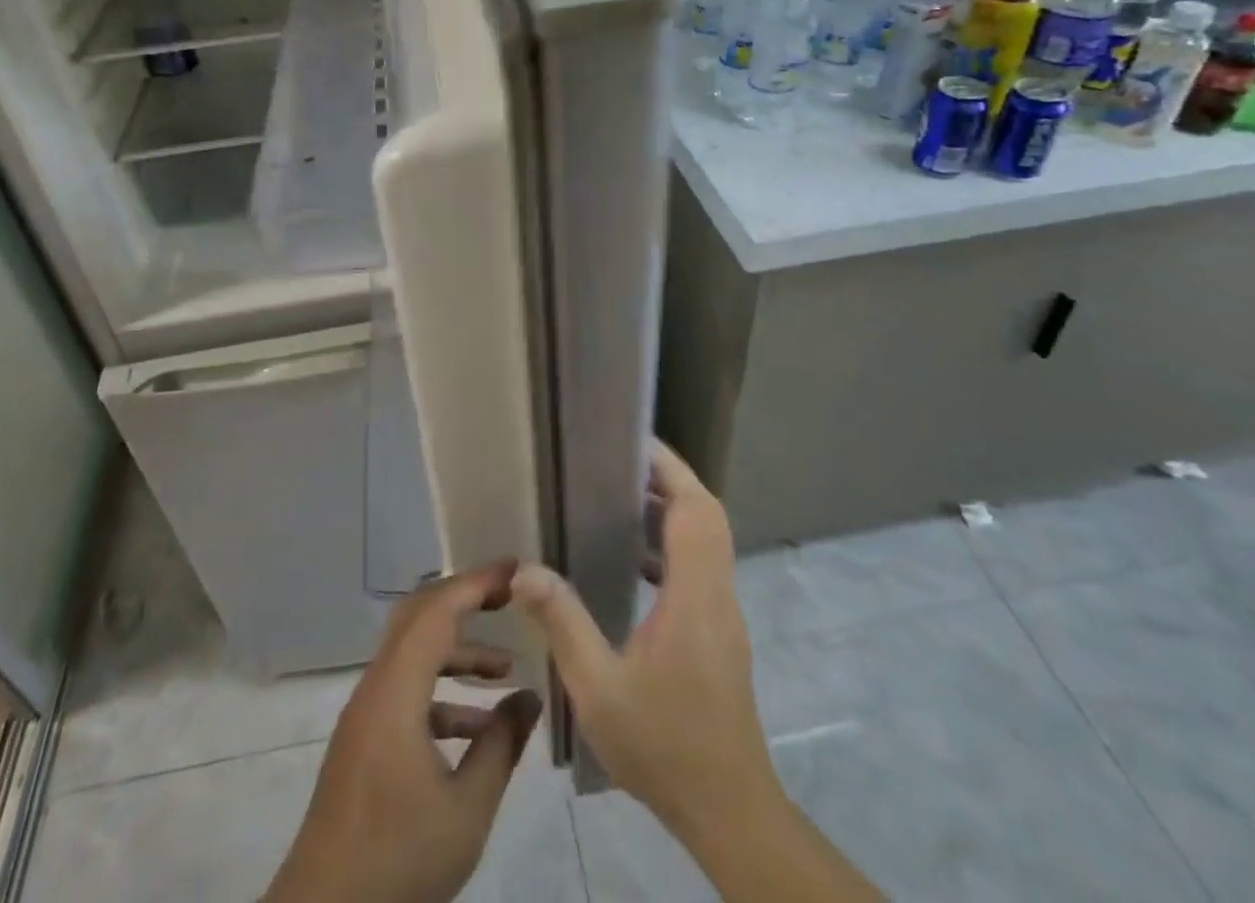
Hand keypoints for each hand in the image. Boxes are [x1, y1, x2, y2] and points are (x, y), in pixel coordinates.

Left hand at [264, 561, 541, 902]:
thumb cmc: (398, 858)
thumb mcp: (466, 809)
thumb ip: (501, 746)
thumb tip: (530, 699)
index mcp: (396, 690)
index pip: (438, 610)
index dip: (476, 583)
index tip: (514, 570)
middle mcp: (376, 686)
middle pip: (419, 617)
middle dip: (465, 600)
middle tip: (509, 597)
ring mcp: (366, 712)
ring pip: (414, 654)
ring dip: (457, 651)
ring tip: (505, 669)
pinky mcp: (364, 739)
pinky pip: (406, 690)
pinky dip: (442, 691)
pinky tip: (477, 726)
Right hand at [511, 441, 768, 844]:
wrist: (730, 812)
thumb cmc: (664, 746)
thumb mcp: (598, 687)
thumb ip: (562, 621)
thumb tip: (525, 568)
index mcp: (694, 596)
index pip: (694, 509)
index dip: (668, 468)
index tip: (631, 442)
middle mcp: (717, 594)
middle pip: (706, 515)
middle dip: (669, 479)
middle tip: (619, 463)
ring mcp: (723, 614)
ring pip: (707, 540)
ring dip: (672, 511)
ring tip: (619, 500)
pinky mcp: (720, 633)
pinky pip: (700, 567)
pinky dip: (671, 546)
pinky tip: (630, 565)